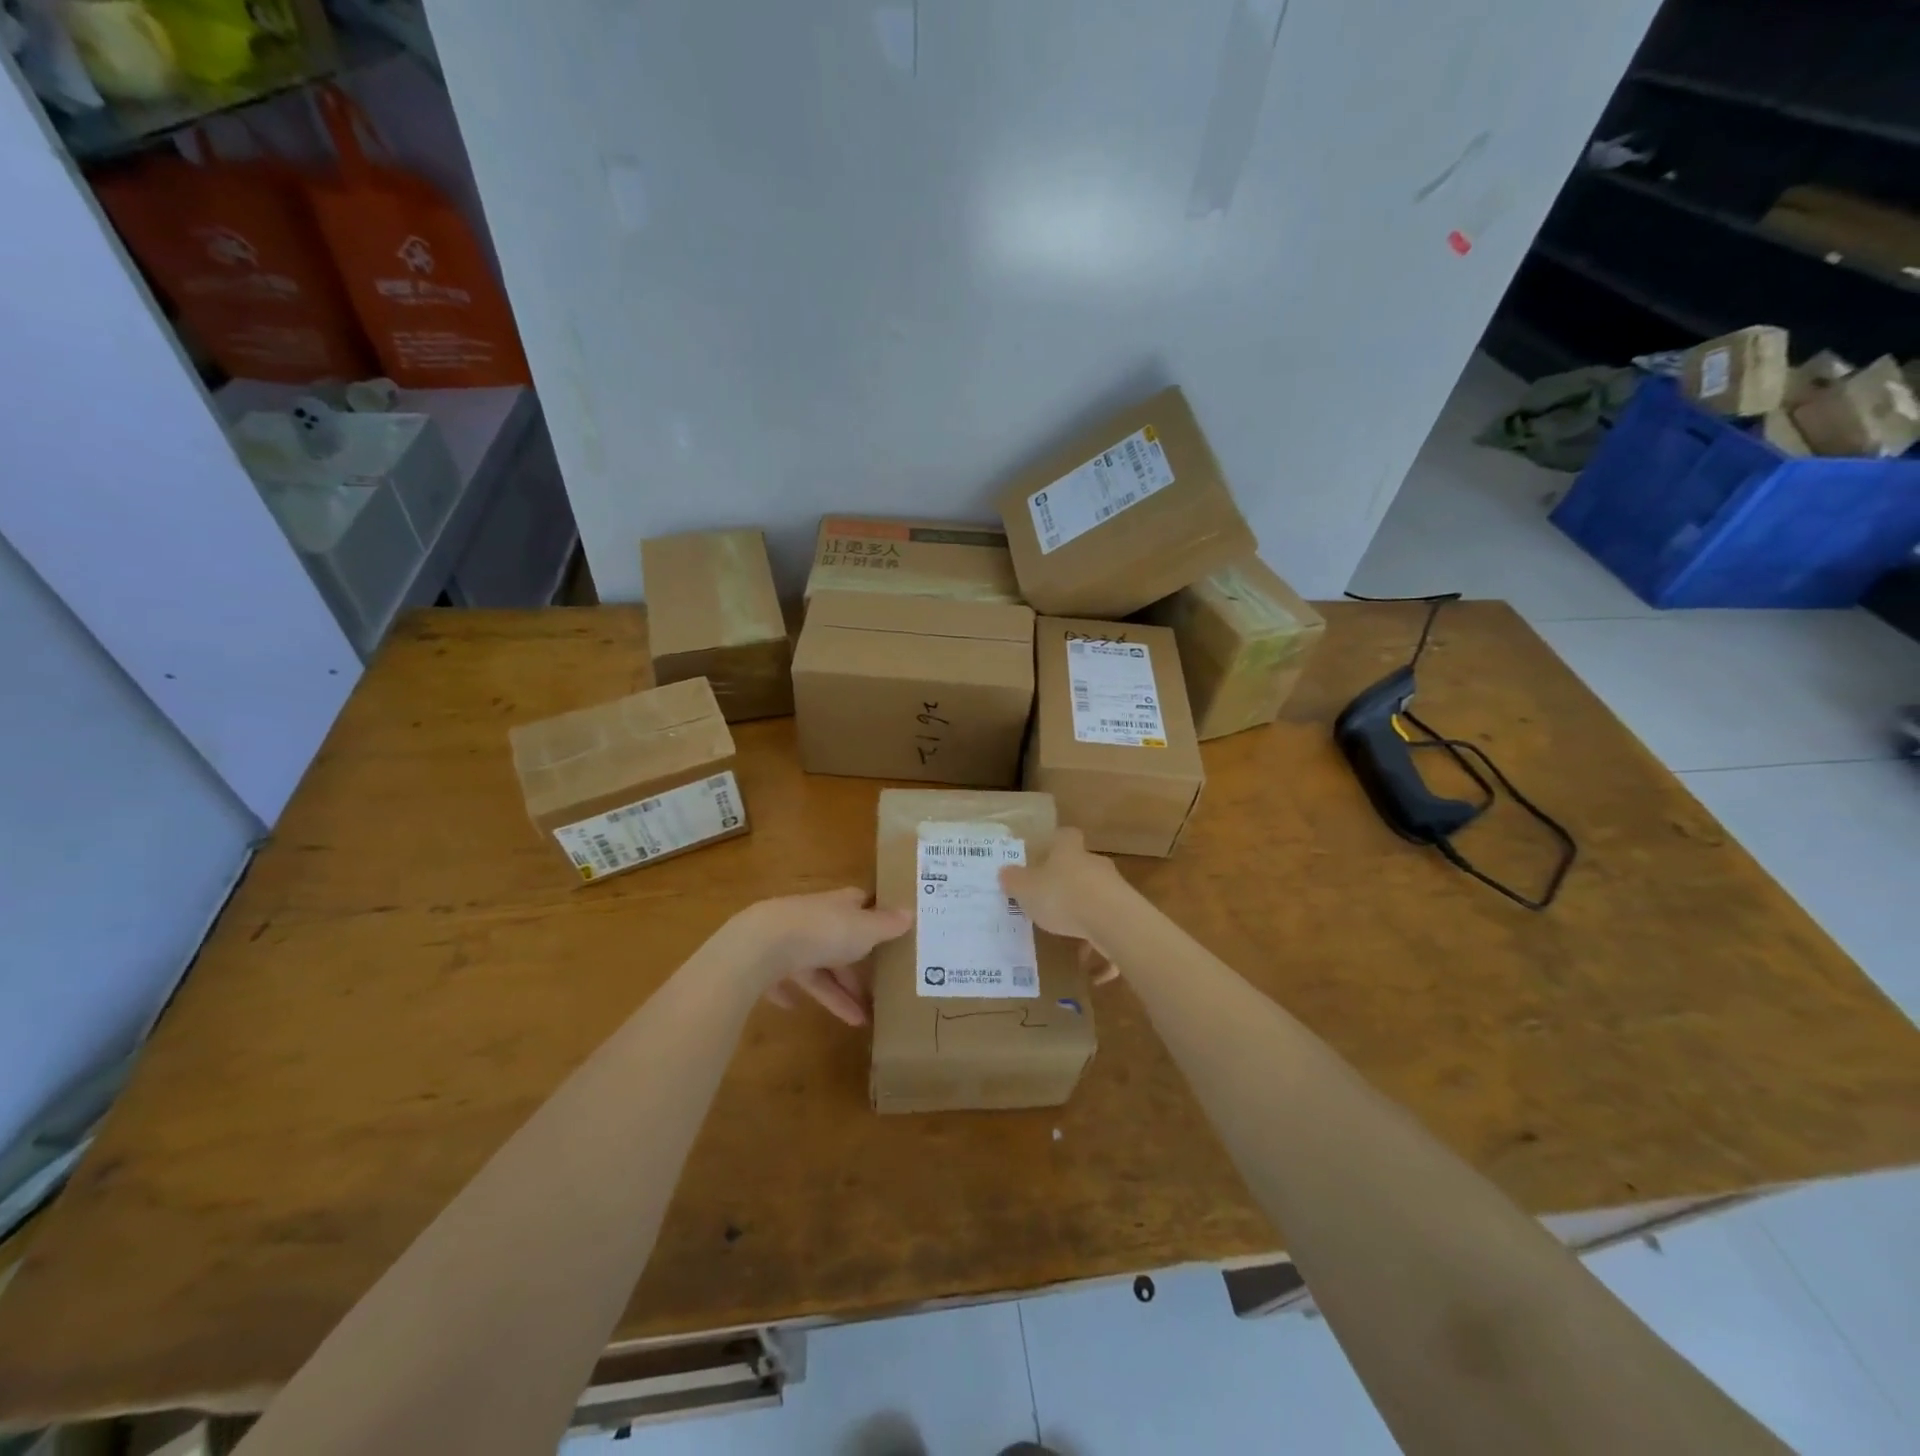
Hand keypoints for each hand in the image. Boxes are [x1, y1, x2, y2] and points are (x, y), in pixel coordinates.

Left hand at [728, 888, 910, 1026]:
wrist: (761, 945)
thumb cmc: (822, 932)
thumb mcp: (864, 929)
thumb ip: (886, 924)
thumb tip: (911, 912)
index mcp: (838, 906)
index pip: (860, 904)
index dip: (875, 915)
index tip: (891, 930)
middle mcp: (814, 919)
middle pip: (840, 942)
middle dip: (858, 969)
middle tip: (879, 994)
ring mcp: (787, 941)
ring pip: (817, 967)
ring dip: (835, 992)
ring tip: (859, 1021)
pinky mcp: (766, 964)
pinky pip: (783, 980)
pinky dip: (790, 992)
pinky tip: (795, 1008)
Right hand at [998, 828, 1123, 983]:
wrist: (1113, 921)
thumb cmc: (1062, 897)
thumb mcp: (1026, 889)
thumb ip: (1014, 881)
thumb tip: (1005, 872)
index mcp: (1069, 852)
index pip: (1064, 837)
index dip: (1054, 845)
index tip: (1043, 858)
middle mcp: (1094, 865)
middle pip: (1081, 868)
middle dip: (1068, 885)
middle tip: (1050, 904)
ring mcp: (1115, 890)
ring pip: (1097, 900)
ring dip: (1085, 918)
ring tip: (1070, 944)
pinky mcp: (1129, 916)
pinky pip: (1112, 932)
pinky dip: (1103, 949)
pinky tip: (1093, 974)